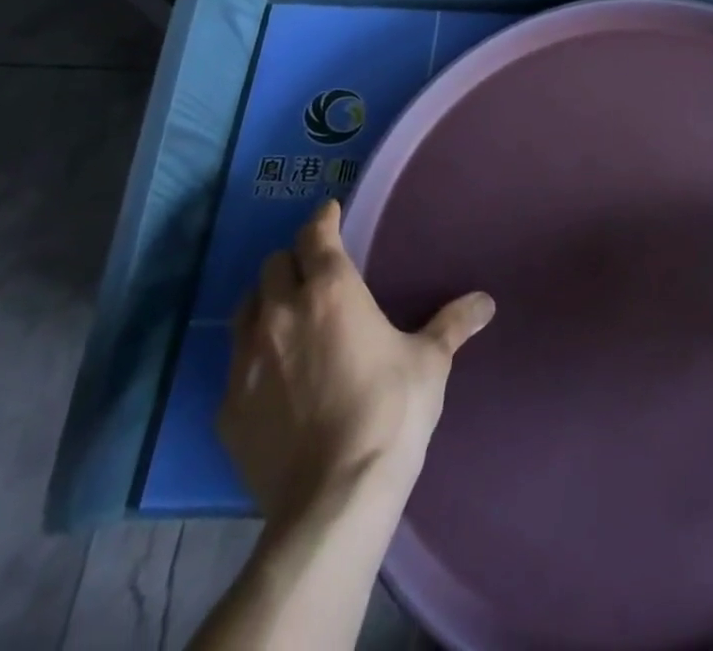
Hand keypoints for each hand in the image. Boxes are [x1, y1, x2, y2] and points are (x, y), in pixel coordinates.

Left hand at [217, 199, 495, 522]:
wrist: (333, 498)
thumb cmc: (390, 411)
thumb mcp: (430, 362)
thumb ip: (453, 324)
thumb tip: (486, 302)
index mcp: (330, 291)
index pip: (314, 235)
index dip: (322, 219)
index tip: (330, 213)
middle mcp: (280, 314)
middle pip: (272, 266)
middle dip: (292, 261)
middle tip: (313, 271)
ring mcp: (246, 362)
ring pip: (244, 310)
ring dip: (265, 302)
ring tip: (286, 315)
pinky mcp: (226, 409)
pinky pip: (235, 365)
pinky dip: (253, 357)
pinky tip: (273, 377)